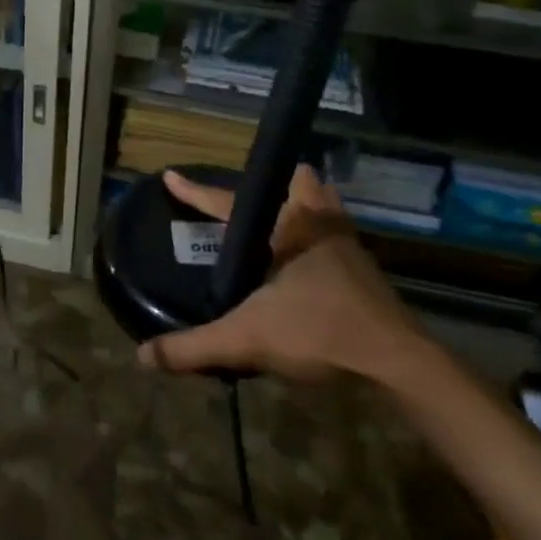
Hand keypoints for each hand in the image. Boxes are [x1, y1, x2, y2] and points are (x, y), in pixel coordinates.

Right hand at [138, 166, 428, 383]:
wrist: (396, 363)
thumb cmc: (320, 332)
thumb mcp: (246, 339)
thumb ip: (194, 347)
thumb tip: (144, 356)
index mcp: (289, 228)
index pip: (229, 203)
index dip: (197, 192)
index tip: (172, 176)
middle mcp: (320, 226)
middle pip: (300, 186)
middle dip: (278, 183)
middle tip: (252, 197)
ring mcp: (348, 248)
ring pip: (326, 209)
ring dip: (306, 206)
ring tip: (283, 217)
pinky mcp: (366, 273)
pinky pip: (336, 238)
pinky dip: (320, 237)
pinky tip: (309, 263)